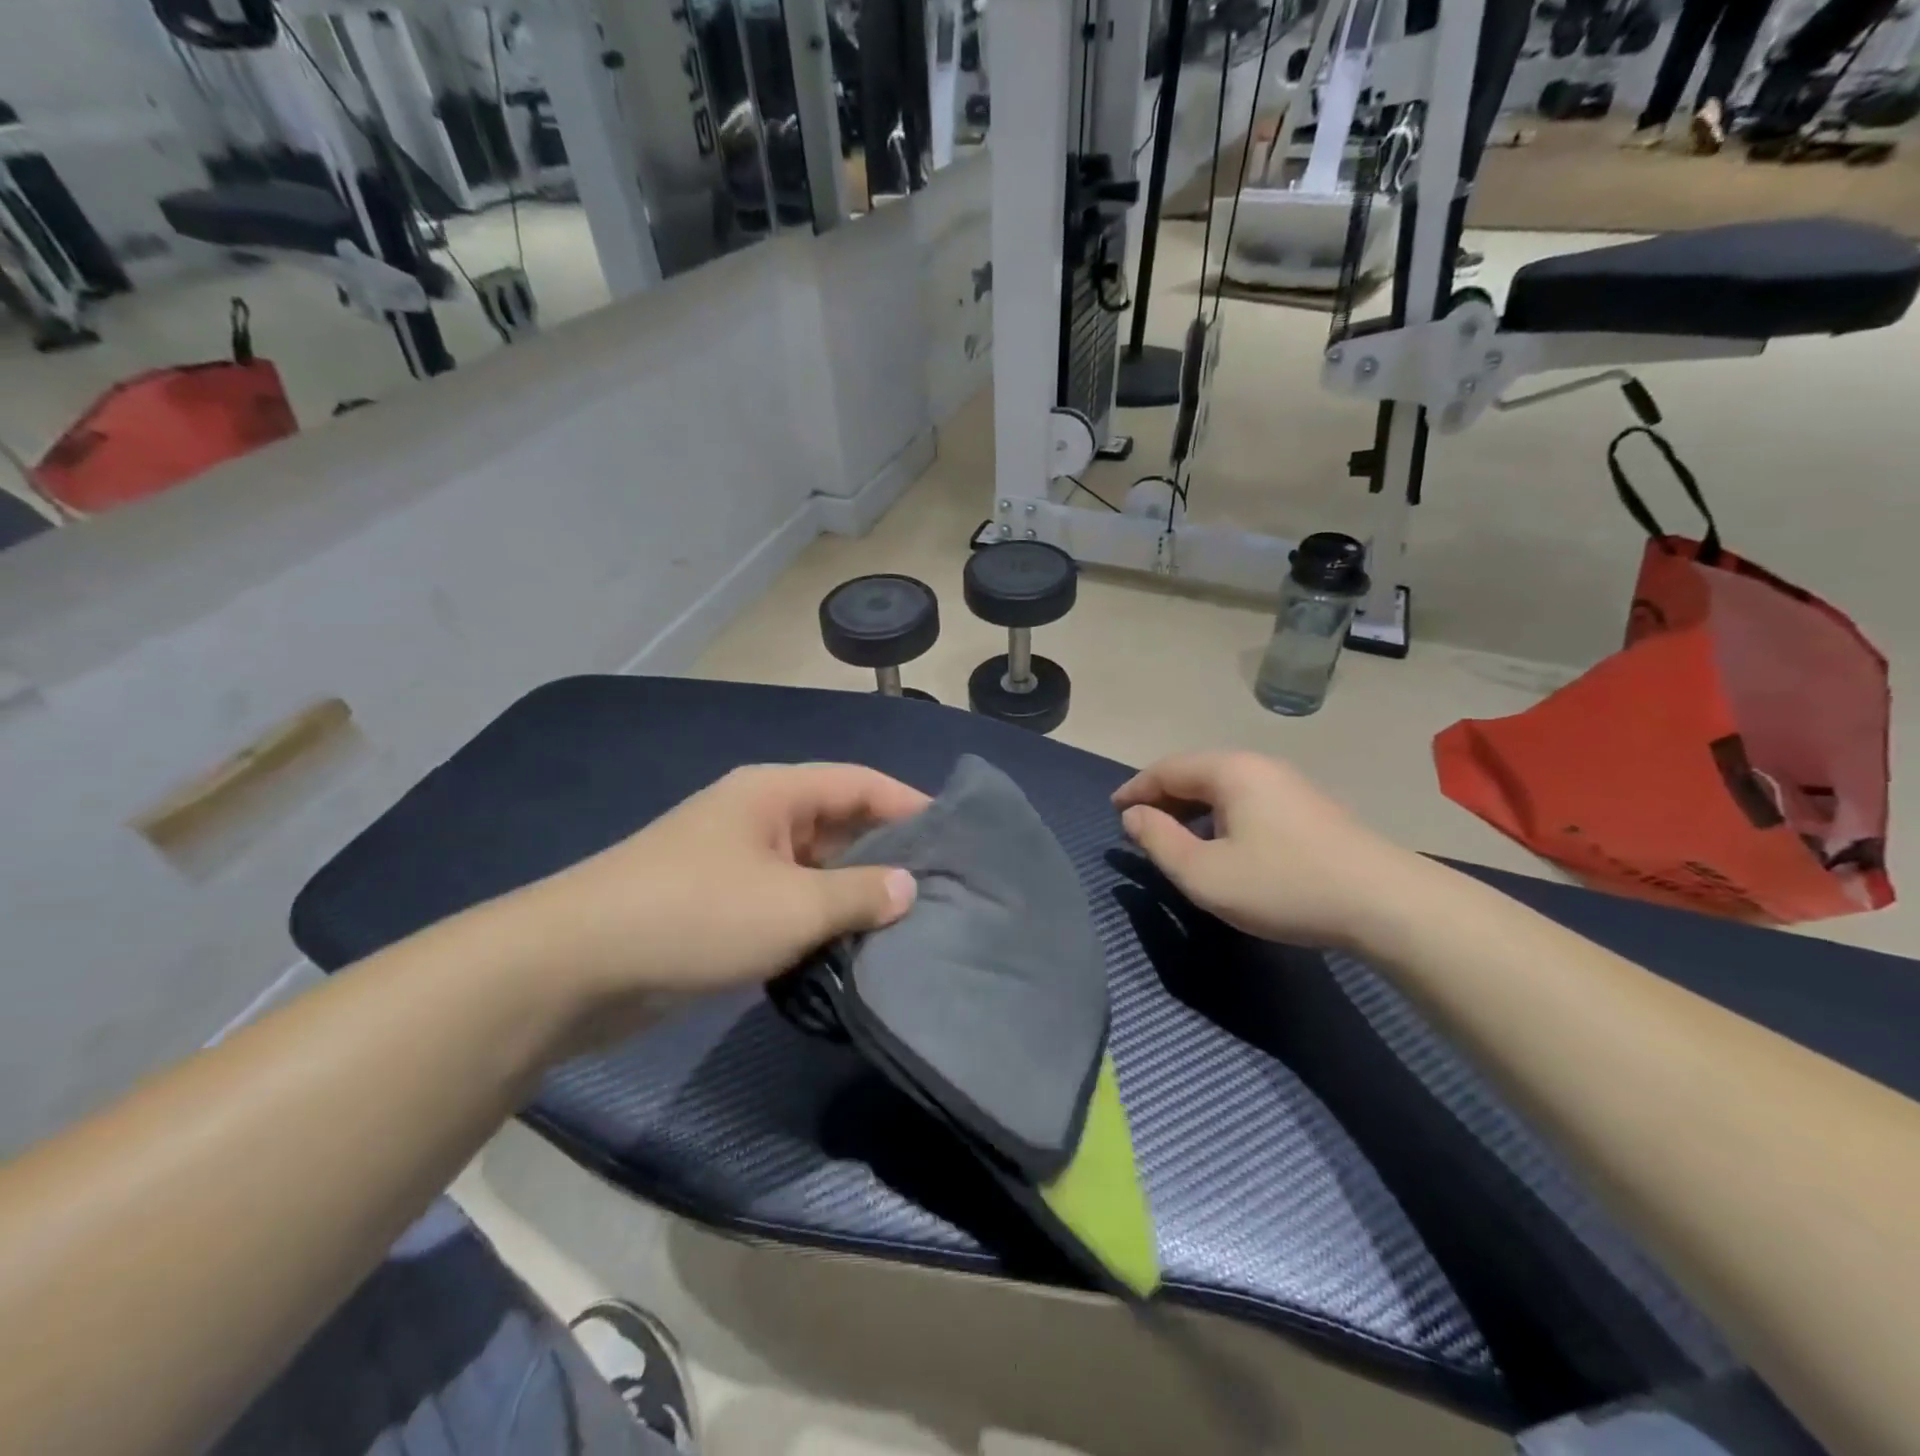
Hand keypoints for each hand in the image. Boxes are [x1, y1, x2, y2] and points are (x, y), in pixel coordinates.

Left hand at [505, 764, 925, 1030]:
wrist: (573, 967)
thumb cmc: (695, 915)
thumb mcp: (792, 906)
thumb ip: (859, 895)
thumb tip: (909, 888)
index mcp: (776, 793)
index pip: (862, 784)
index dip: (912, 805)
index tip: (957, 839)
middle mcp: (759, 817)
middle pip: (840, 824)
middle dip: (887, 855)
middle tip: (941, 891)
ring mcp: (736, 862)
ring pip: (814, 869)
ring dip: (852, 895)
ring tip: (908, 926)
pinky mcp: (719, 906)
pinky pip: (786, 903)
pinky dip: (817, 921)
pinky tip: (849, 951)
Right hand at [1112, 751, 1415, 949]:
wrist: (1386, 904)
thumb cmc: (1283, 885)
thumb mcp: (1205, 873)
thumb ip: (1159, 841)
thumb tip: (1133, 816)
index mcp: (1230, 771)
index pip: (1166, 769)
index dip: (1135, 790)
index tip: (1113, 812)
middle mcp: (1258, 766)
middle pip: (1195, 773)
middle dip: (1162, 798)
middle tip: (1138, 828)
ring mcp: (1289, 785)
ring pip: (1223, 787)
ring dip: (1191, 808)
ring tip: (1175, 838)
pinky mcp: (1310, 808)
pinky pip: (1247, 800)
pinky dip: (1220, 815)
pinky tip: (1223, 845)